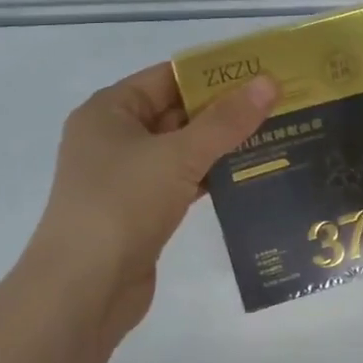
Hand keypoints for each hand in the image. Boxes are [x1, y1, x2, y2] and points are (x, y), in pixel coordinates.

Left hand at [28, 63, 277, 336]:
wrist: (83, 289)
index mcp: (110, 110)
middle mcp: (113, 138)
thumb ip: (226, 121)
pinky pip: (181, 181)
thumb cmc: (122, 204)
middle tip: (279, 104)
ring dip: (221, 146)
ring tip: (274, 136)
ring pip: (181, 149)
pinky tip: (249, 176)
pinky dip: (210, 177)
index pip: (168, 77)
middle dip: (224, 110)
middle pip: (176, 112)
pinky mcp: (140, 211)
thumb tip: (269, 81)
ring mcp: (125, 177)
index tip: (261, 73)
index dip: (214, 74)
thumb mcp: (178, 155)